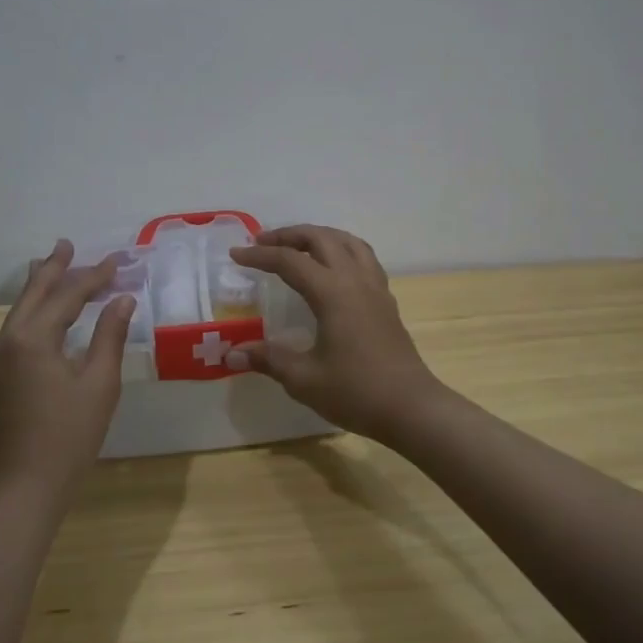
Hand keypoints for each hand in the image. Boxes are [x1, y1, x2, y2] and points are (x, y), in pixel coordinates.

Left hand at [0, 240, 134, 506]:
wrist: (20, 491)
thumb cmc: (67, 438)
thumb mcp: (99, 385)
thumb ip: (109, 337)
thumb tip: (122, 300)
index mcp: (32, 339)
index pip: (67, 296)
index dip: (94, 277)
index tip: (118, 262)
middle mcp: (6, 342)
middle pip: (33, 295)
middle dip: (54, 269)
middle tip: (67, 245)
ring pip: (19, 313)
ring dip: (40, 289)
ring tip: (50, 266)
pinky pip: (14, 332)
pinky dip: (32, 314)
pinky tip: (42, 317)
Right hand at [228, 225, 445, 442]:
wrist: (411, 407)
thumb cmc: (356, 391)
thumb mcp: (304, 379)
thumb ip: (268, 359)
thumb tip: (231, 352)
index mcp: (332, 292)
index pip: (289, 261)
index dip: (260, 256)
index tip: (236, 255)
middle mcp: (355, 279)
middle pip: (321, 238)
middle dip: (289, 235)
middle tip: (263, 243)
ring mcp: (375, 287)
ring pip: (347, 241)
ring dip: (319, 235)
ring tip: (298, 245)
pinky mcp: (386, 300)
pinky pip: (363, 257)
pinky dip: (342, 249)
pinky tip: (334, 267)